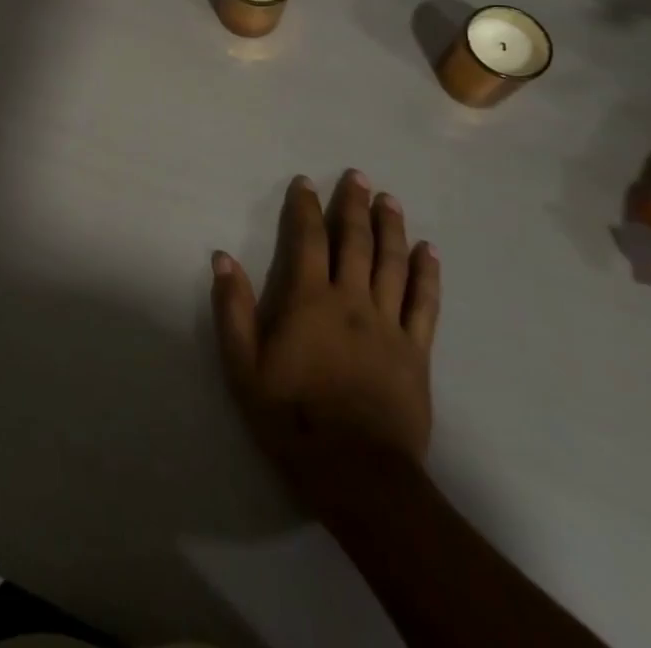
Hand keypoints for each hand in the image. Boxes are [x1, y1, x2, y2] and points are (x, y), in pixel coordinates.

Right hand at [211, 171, 440, 520]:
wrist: (359, 475)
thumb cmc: (293, 418)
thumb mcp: (244, 367)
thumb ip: (232, 309)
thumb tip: (222, 258)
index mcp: (309, 300)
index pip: (308, 239)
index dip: (306, 207)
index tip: (305, 182)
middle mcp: (352, 301)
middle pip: (355, 242)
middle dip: (354, 205)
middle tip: (357, 176)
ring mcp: (388, 325)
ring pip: (393, 264)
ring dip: (391, 227)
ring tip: (390, 199)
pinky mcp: (416, 351)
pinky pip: (425, 303)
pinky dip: (426, 274)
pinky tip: (429, 251)